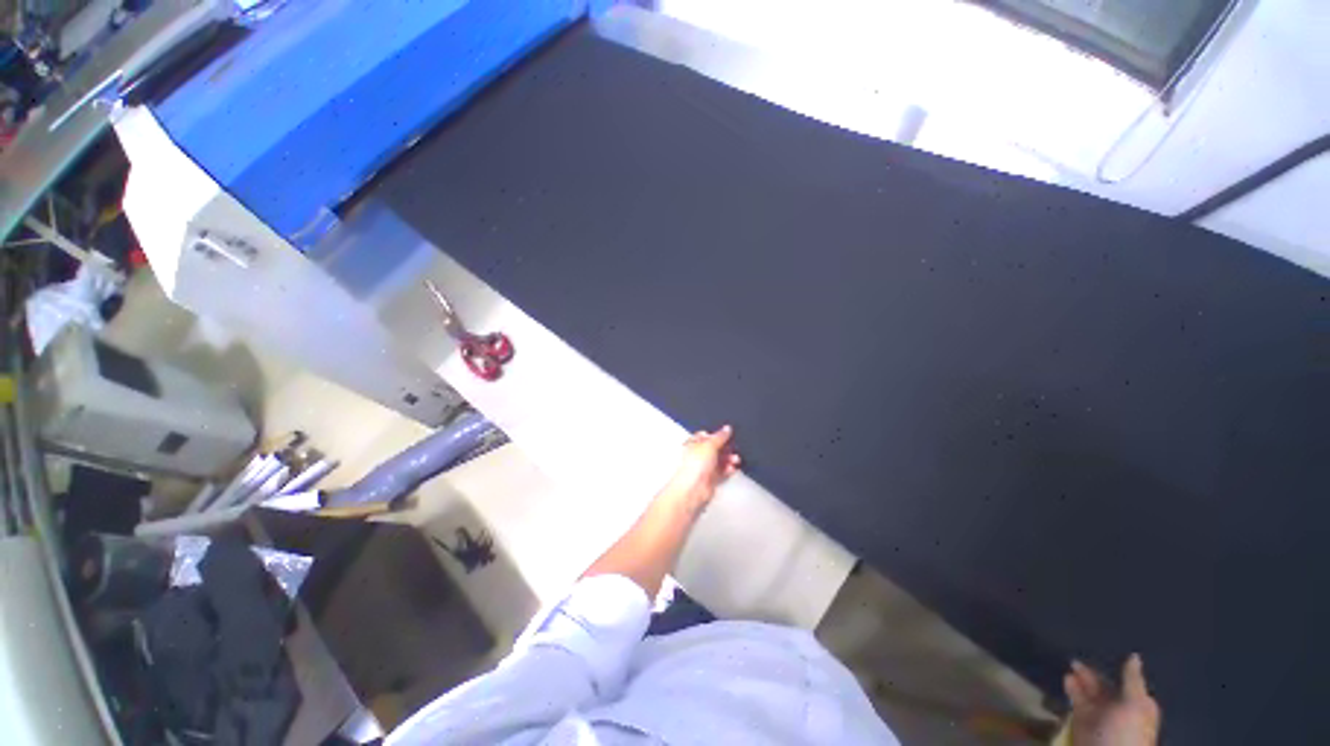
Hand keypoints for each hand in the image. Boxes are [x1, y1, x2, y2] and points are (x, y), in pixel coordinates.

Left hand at [664, 426, 740, 510]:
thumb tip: (727, 429)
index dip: (716, 435)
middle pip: (714, 449)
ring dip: (729, 458)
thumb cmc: (695, 465)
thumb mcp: (710, 445)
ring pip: (719, 460)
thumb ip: (720, 436)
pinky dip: (728, 469)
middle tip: (734, 447)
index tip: (727, 435)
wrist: (693, 488)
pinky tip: (733, 468)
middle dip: (725, 448)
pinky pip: (721, 472)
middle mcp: (697, 455)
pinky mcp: (710, 479)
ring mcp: (704, 468)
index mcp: (692, 444)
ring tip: (736, 459)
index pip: (705, 436)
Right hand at [1065, 654, 1160, 745]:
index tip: (1102, 650)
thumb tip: (1134, 655)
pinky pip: (1076, 701)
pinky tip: (1065, 679)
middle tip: (1077, 657)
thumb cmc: (1127, 730)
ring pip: (1088, 692)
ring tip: (1069, 666)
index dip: (1116, 668)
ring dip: (1079, 680)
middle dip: (1092, 674)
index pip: (1125, 681)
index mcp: (1137, 704)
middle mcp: (1119, 708)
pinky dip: (1071, 689)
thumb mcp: (1135, 704)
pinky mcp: (1081, 721)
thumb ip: (1132, 680)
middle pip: (1105, 687)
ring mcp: (1099, 715)